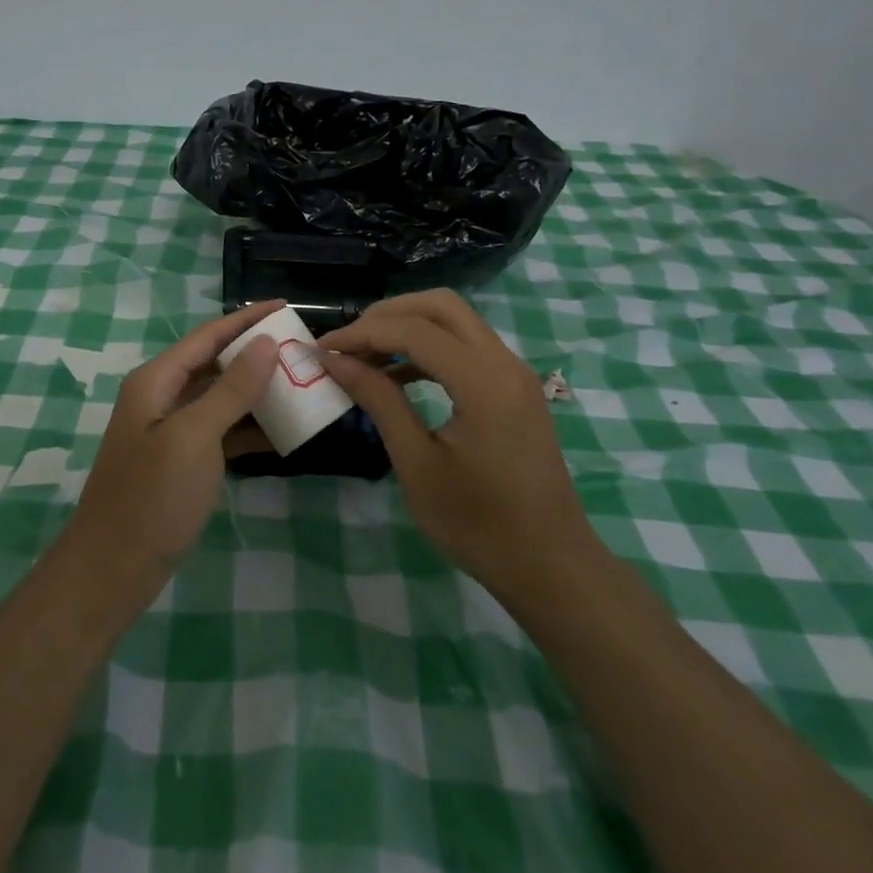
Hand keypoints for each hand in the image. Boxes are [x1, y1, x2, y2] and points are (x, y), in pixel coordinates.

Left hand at [66, 301, 283, 591]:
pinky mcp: (182, 461)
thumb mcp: (194, 437)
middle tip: (301, 348)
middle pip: (214, 363)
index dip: (246, 319)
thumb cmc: (152, 496)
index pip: (208, 336)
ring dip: (256, 391)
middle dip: (256, 353)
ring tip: (300, 383)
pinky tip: (282, 431)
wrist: (114, 567)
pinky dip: (248, 428)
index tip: (287, 306)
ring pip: (220, 398)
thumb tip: (265, 344)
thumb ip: (231, 389)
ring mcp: (171, 431)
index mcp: (156, 381)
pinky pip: (220, 431)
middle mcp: (161, 398)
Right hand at [320, 290, 593, 588]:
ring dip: (408, 328)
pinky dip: (428, 349)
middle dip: (387, 315)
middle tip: (347, 342)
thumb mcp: (417, 464)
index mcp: (484, 382)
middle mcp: (504, 364)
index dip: (362, 333)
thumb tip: (335, 361)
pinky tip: (396, 375)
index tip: (322, 349)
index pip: (413, 330)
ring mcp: (514, 374)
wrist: (550, 565)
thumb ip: (379, 401)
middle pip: (440, 306)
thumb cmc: (478, 524)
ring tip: (363, 357)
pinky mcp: (514, 389)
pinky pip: (467, 347)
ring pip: (455, 322)